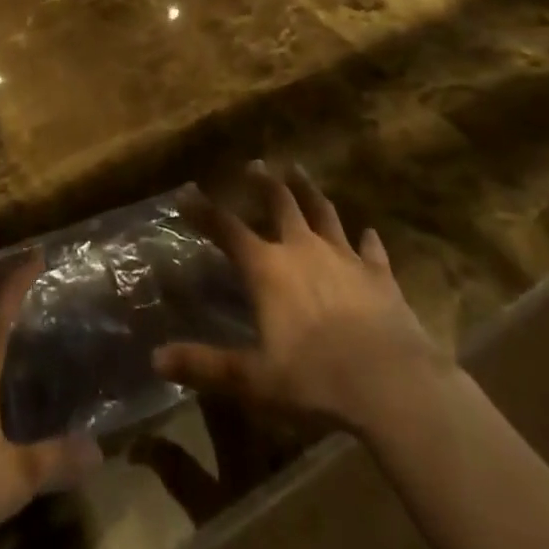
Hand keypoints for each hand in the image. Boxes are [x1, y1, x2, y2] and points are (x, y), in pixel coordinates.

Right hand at [153, 162, 451, 437]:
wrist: (392, 384)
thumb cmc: (316, 379)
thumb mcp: (254, 379)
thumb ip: (206, 365)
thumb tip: (156, 359)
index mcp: (268, 268)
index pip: (227, 229)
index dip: (204, 211)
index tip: (187, 191)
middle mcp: (302, 249)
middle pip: (280, 203)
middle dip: (264, 183)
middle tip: (255, 164)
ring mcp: (344, 257)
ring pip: (323, 212)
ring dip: (310, 190)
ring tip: (299, 171)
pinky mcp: (379, 275)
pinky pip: (371, 249)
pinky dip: (368, 240)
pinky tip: (369, 231)